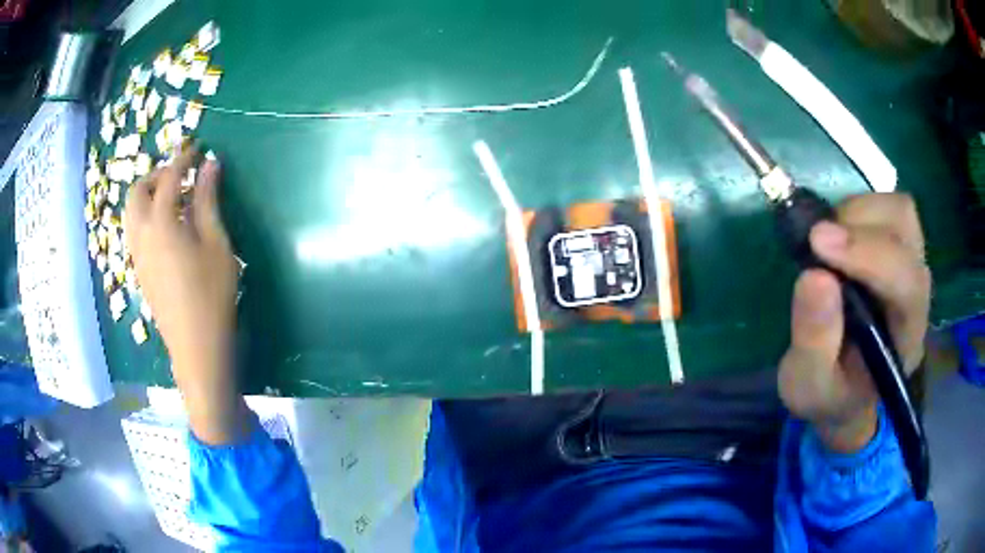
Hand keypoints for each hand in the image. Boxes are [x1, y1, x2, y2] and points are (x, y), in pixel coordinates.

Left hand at [124, 146, 249, 443]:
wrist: (196, 348)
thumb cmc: (212, 295)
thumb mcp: (217, 244)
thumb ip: (208, 201)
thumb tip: (210, 164)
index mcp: (162, 223)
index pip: (168, 178)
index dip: (182, 159)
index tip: (196, 148)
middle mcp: (141, 235)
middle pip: (137, 192)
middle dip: (156, 175)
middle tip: (180, 177)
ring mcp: (136, 255)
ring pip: (131, 213)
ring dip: (148, 196)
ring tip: (175, 201)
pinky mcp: (139, 271)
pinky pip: (135, 231)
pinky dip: (146, 217)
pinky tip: (168, 229)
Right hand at [778, 193, 929, 452]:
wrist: (848, 391)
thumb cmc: (831, 393)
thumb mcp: (809, 387)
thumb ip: (814, 342)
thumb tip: (814, 276)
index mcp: (907, 333)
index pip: (905, 279)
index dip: (868, 254)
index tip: (817, 243)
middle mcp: (917, 289)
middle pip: (905, 229)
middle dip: (859, 226)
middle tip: (816, 242)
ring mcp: (910, 262)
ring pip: (898, 210)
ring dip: (857, 213)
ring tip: (826, 240)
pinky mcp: (896, 247)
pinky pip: (885, 208)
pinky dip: (857, 210)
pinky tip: (836, 237)